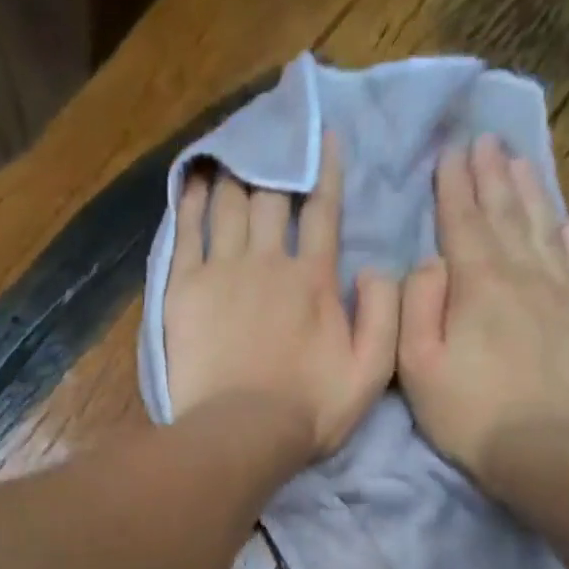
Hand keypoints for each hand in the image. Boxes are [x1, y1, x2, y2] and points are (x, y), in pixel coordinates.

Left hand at [164, 133, 399, 460]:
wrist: (242, 433)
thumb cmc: (309, 409)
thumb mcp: (371, 371)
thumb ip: (384, 314)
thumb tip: (376, 267)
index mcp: (314, 278)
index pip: (323, 209)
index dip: (324, 168)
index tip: (321, 135)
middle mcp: (269, 261)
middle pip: (271, 198)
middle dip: (274, 163)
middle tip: (269, 136)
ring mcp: (223, 272)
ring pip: (229, 206)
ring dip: (234, 174)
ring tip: (232, 150)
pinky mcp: (185, 290)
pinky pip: (187, 233)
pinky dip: (191, 203)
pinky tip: (193, 182)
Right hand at [396, 135, 568, 478]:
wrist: (544, 450)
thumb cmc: (467, 413)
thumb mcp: (416, 366)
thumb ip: (416, 305)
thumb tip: (428, 262)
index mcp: (478, 285)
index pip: (463, 223)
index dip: (454, 186)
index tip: (451, 152)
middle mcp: (524, 276)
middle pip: (506, 216)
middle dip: (493, 176)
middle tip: (486, 140)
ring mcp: (562, 295)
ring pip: (545, 229)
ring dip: (531, 193)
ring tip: (521, 161)